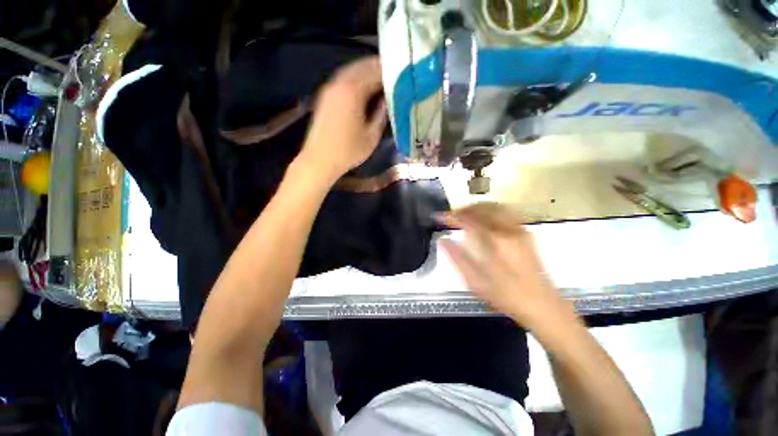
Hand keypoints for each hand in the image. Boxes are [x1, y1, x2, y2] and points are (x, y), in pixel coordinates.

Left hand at [299, 56, 386, 181]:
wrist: (319, 160)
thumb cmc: (348, 151)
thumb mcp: (372, 136)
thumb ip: (381, 115)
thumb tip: (386, 101)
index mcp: (353, 92)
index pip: (374, 72)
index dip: (388, 71)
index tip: (400, 72)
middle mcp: (339, 83)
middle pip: (361, 66)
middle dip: (377, 67)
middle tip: (392, 71)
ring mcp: (329, 88)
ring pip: (351, 70)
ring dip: (365, 70)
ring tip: (380, 76)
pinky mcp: (324, 96)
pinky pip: (343, 79)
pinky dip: (355, 78)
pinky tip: (362, 86)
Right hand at [440, 203, 570, 326]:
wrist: (542, 305)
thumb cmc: (506, 296)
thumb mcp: (475, 282)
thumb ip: (457, 258)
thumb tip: (443, 240)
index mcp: (494, 242)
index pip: (468, 220)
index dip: (450, 216)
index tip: (438, 217)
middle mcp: (508, 231)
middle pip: (482, 208)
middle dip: (464, 209)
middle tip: (451, 216)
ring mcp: (519, 230)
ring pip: (495, 206)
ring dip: (477, 208)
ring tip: (465, 215)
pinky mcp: (526, 232)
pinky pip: (506, 212)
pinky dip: (491, 210)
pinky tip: (485, 218)